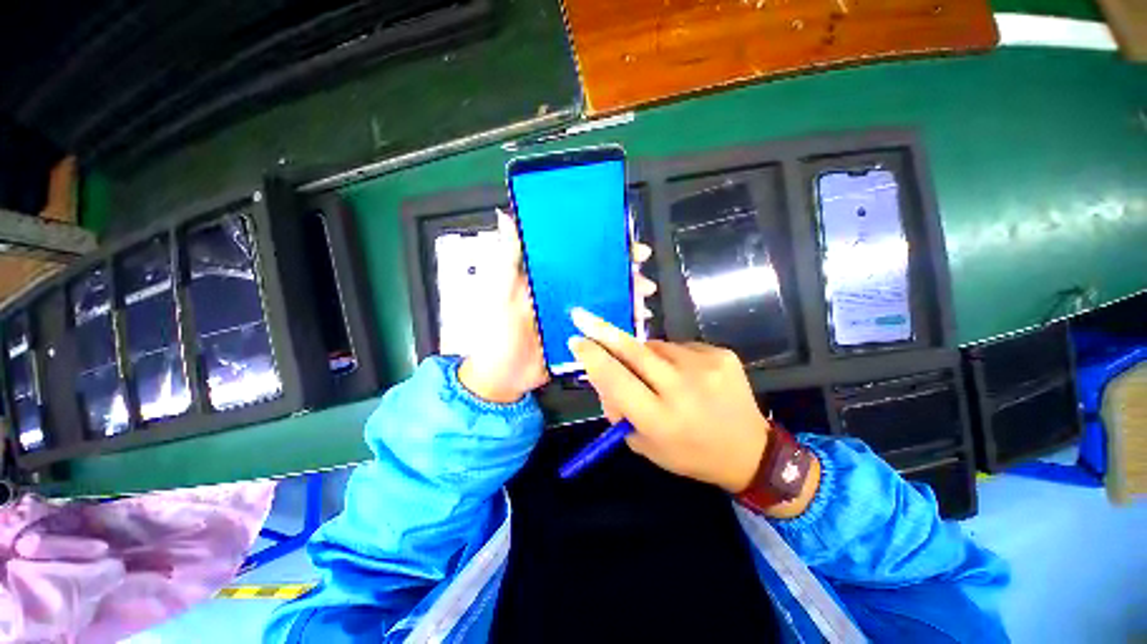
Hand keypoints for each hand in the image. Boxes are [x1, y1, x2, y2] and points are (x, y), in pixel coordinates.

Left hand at [458, 209, 656, 403]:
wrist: (504, 378)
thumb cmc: (497, 333)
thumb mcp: (498, 293)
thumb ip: (506, 260)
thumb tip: (506, 217)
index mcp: (547, 278)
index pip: (578, 254)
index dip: (601, 244)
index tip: (624, 241)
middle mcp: (564, 292)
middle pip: (599, 275)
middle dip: (624, 271)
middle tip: (642, 273)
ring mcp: (575, 314)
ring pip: (607, 298)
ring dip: (628, 295)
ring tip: (643, 297)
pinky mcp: (581, 335)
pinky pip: (605, 324)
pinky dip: (622, 320)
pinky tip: (637, 320)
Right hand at [567, 309, 768, 492]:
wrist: (750, 450)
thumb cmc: (688, 452)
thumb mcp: (644, 445)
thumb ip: (618, 410)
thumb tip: (599, 373)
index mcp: (659, 419)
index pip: (616, 380)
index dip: (593, 358)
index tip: (575, 342)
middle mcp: (682, 389)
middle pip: (633, 352)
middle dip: (602, 332)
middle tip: (580, 315)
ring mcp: (705, 367)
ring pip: (656, 346)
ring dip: (644, 354)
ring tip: (657, 373)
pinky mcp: (721, 355)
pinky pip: (680, 347)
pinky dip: (672, 357)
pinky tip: (685, 374)